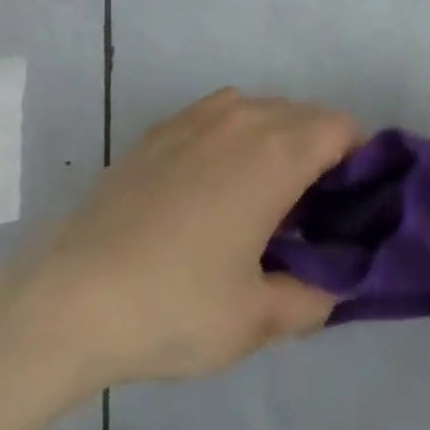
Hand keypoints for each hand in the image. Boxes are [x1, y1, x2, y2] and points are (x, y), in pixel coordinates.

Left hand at [5, 89, 358, 393]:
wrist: (71, 297)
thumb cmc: (174, 305)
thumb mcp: (254, 320)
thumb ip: (312, 297)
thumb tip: (337, 284)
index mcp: (278, 152)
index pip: (342, 128)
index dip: (358, 159)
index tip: (349, 204)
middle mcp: (246, 116)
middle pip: (307, 115)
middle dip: (321, 152)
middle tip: (309, 212)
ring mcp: (201, 115)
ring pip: (265, 109)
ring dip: (280, 139)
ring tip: (261, 196)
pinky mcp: (166, 125)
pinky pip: (224, 112)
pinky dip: (239, 134)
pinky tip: (214, 183)